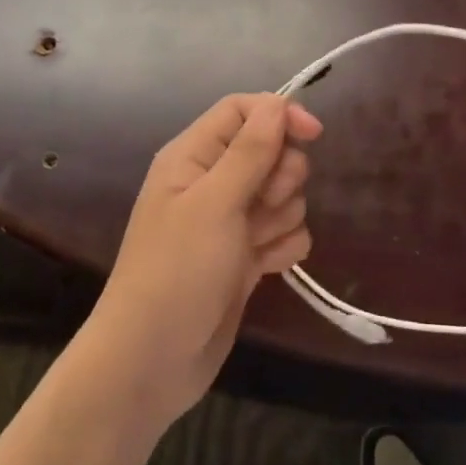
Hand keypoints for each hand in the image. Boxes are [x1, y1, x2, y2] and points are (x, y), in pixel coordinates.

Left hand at [82, 94, 318, 427]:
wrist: (152, 361)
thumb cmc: (177, 271)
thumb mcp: (214, 203)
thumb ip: (250, 151)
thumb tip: (279, 103)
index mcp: (193, 156)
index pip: (243, 110)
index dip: (279, 115)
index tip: (313, 134)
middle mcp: (212, 181)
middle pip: (270, 150)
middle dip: (281, 175)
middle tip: (264, 203)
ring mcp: (229, 221)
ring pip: (283, 193)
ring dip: (281, 216)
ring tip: (256, 244)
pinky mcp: (245, 256)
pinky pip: (284, 232)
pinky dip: (282, 246)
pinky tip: (266, 267)